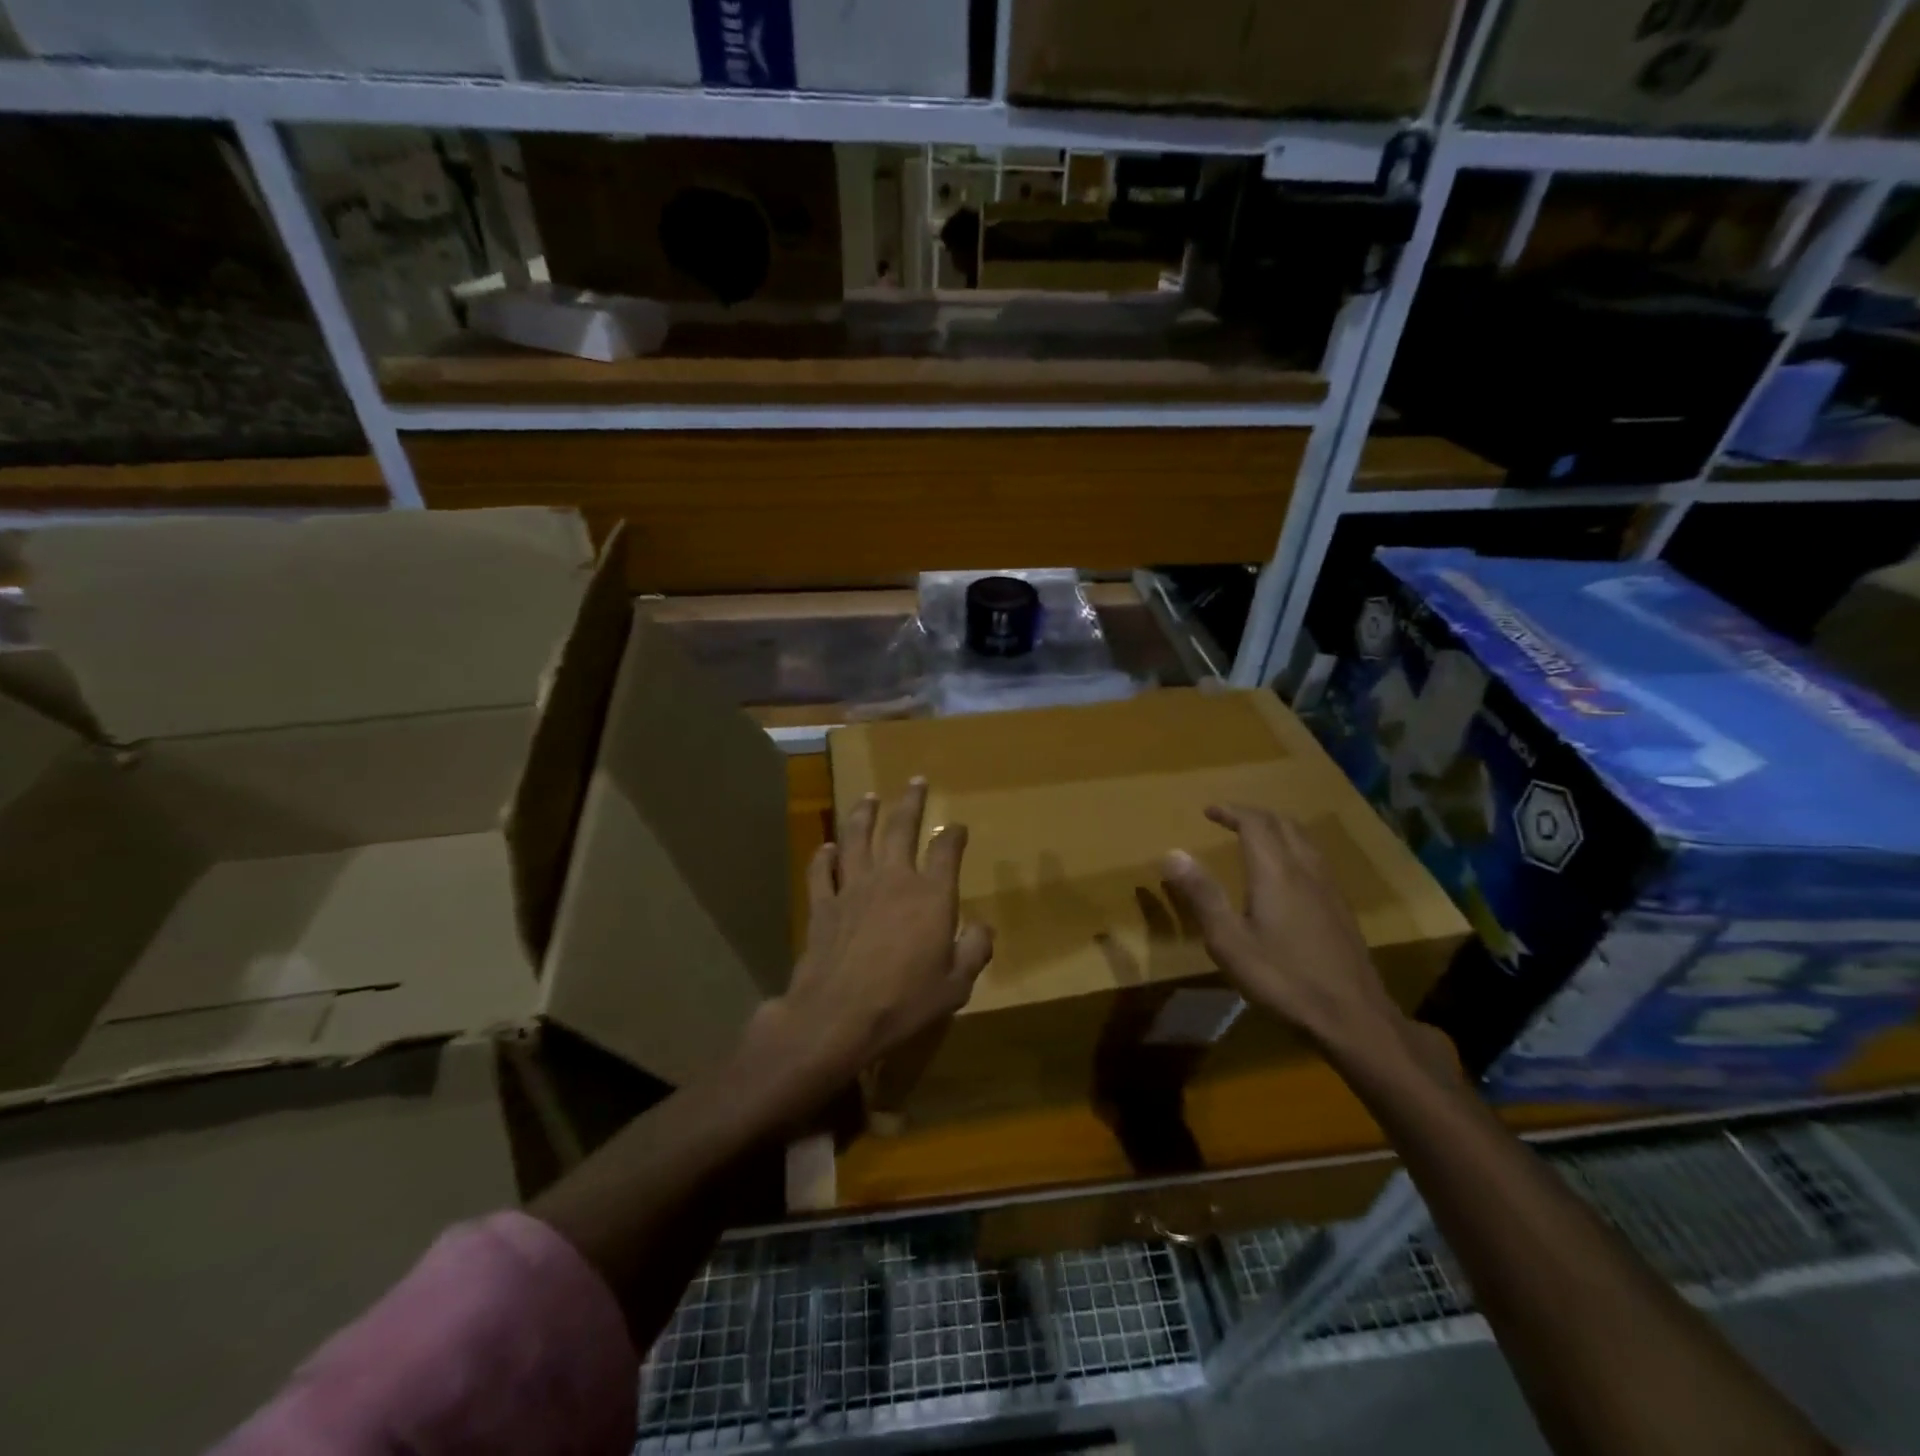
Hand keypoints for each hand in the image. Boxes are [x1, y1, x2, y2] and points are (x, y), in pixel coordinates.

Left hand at [761, 779, 993, 1086]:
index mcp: (931, 896)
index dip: (953, 835)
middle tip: (915, 781)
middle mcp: (893, 880)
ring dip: (863, 815)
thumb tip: (983, 928)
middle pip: (900, 829)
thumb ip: (974, 951)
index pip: (946, 852)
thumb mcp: (956, 985)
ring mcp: (853, 889)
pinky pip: (821, 872)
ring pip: (857, 839)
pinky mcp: (823, 905)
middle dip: (910, 803)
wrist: (838, 1016)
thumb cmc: (904, 1002)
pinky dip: (823, 857)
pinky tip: (826, 847)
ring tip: (868, 797)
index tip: (957, 827)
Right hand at [1161, 804, 1401, 1052]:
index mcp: (1275, 872)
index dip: (1231, 811)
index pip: (1255, 823)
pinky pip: (1315, 859)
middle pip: (1282, 824)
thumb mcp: (1229, 941)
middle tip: (1229, 819)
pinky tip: (1287, 874)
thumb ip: (1202, 895)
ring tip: (1256, 837)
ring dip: (1277, 829)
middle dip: (1254, 815)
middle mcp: (1305, 870)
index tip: (1209, 811)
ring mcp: (1328, 888)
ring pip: (1304, 840)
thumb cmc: (1283, 978)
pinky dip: (1293, 848)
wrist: (1352, 1016)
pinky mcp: (1341, 907)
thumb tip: (1172, 853)